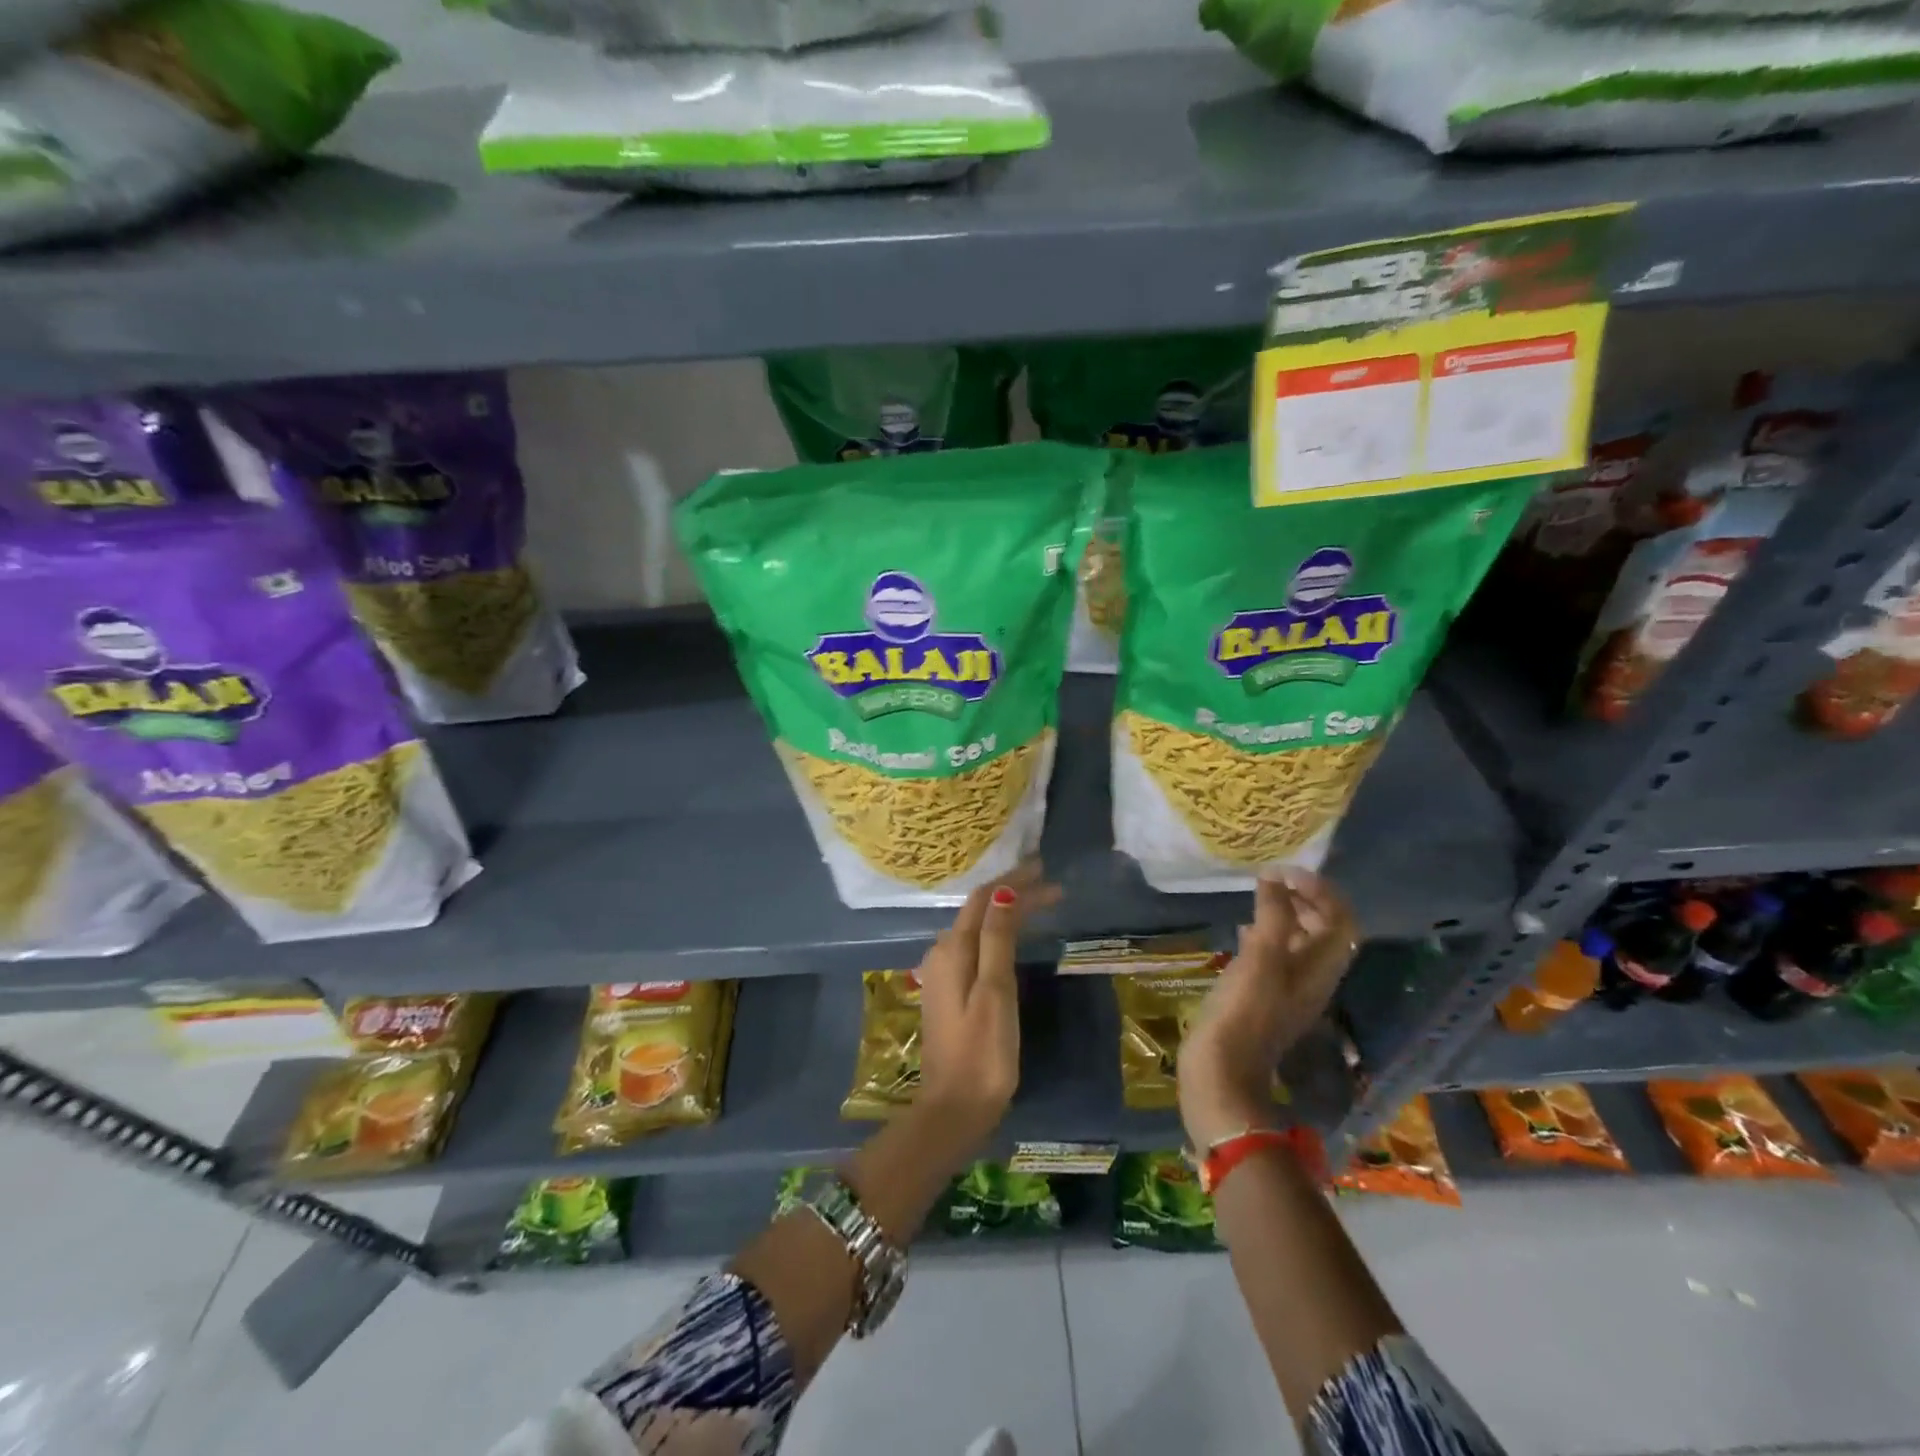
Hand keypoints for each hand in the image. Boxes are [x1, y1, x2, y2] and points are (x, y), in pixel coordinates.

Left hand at [913, 860, 1060, 1153]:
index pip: (984, 898)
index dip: (1014, 880)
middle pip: (979, 909)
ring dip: (1006, 912)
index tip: (1046, 870)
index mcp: (952, 949)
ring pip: (977, 927)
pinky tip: (1011, 938)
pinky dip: (997, 933)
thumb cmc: (983, 1051)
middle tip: (1053, 887)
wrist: (954, 1108)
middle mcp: (942, 953)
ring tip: (1039, 904)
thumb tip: (1004, 890)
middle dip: (1014, 893)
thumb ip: (997, 939)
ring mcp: (943, 973)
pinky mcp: (951, 991)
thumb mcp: (995, 991)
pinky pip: (975, 946)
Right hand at [1178, 870, 1357, 1151]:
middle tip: (1272, 880)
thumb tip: (1274, 879)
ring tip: (1258, 897)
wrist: (1223, 1070)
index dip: (1321, 891)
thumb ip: (1273, 915)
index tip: (1285, 873)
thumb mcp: (1261, 956)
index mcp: (1321, 967)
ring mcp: (1288, 990)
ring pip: (1299, 943)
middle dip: (1305, 900)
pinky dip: (1265, 935)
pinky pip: (1276, 957)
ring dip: (1285, 915)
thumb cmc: (1245, 1010)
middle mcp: (1313, 977)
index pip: (1341, 920)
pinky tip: (1242, 930)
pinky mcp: (1264, 997)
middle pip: (1324, 931)